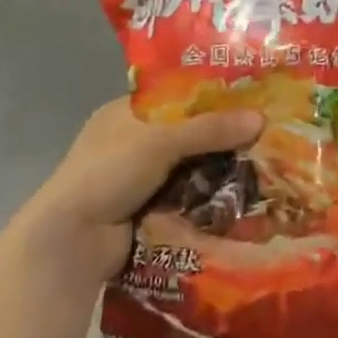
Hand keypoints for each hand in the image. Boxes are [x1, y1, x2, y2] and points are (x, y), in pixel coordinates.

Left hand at [16, 100, 263, 283]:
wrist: (72, 242)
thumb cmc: (108, 173)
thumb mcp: (160, 141)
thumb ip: (209, 129)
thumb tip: (260, 118)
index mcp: (125, 113)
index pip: (175, 96)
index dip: (210, 96)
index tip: (249, 98)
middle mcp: (132, 142)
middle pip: (187, 133)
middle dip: (221, 137)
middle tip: (265, 133)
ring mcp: (139, 179)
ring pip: (190, 167)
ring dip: (219, 170)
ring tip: (265, 164)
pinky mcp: (148, 211)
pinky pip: (187, 197)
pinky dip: (208, 197)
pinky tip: (242, 195)